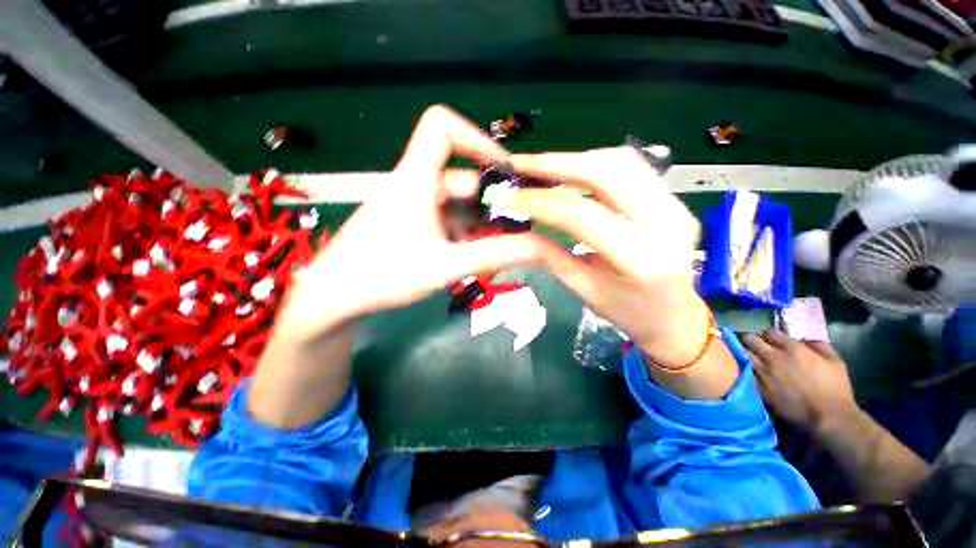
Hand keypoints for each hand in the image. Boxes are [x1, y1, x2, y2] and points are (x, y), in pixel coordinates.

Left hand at [278, 106, 544, 342]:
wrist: (333, 298)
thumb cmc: (384, 275)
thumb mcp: (446, 265)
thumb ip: (494, 254)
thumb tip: (539, 246)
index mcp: (417, 179)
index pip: (441, 126)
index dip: (476, 137)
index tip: (503, 170)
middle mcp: (415, 185)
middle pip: (462, 177)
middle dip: (492, 203)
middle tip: (516, 230)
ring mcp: (412, 205)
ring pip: (457, 204)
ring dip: (480, 225)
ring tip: (497, 252)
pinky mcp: (410, 224)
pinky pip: (445, 220)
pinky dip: (464, 234)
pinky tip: (472, 258)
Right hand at [505, 148, 708, 366]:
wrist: (675, 317)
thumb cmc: (625, 311)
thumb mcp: (581, 287)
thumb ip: (546, 256)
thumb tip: (508, 236)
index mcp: (639, 258)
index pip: (581, 215)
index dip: (540, 202)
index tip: (508, 197)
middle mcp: (666, 223)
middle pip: (608, 172)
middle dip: (558, 164)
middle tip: (521, 165)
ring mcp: (675, 206)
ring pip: (622, 161)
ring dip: (576, 160)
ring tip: (542, 168)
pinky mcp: (674, 199)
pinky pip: (632, 168)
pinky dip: (594, 165)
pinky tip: (572, 173)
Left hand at [743, 329, 859, 431]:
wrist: (828, 417)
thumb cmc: (835, 388)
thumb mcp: (834, 361)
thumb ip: (818, 345)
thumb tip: (802, 339)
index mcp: (793, 349)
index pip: (769, 332)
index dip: (770, 335)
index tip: (773, 340)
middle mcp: (773, 357)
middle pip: (750, 339)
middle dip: (752, 340)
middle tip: (757, 346)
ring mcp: (763, 372)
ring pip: (743, 354)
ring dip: (746, 353)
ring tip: (752, 357)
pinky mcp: (757, 387)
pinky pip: (744, 371)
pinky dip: (744, 369)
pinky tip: (750, 371)